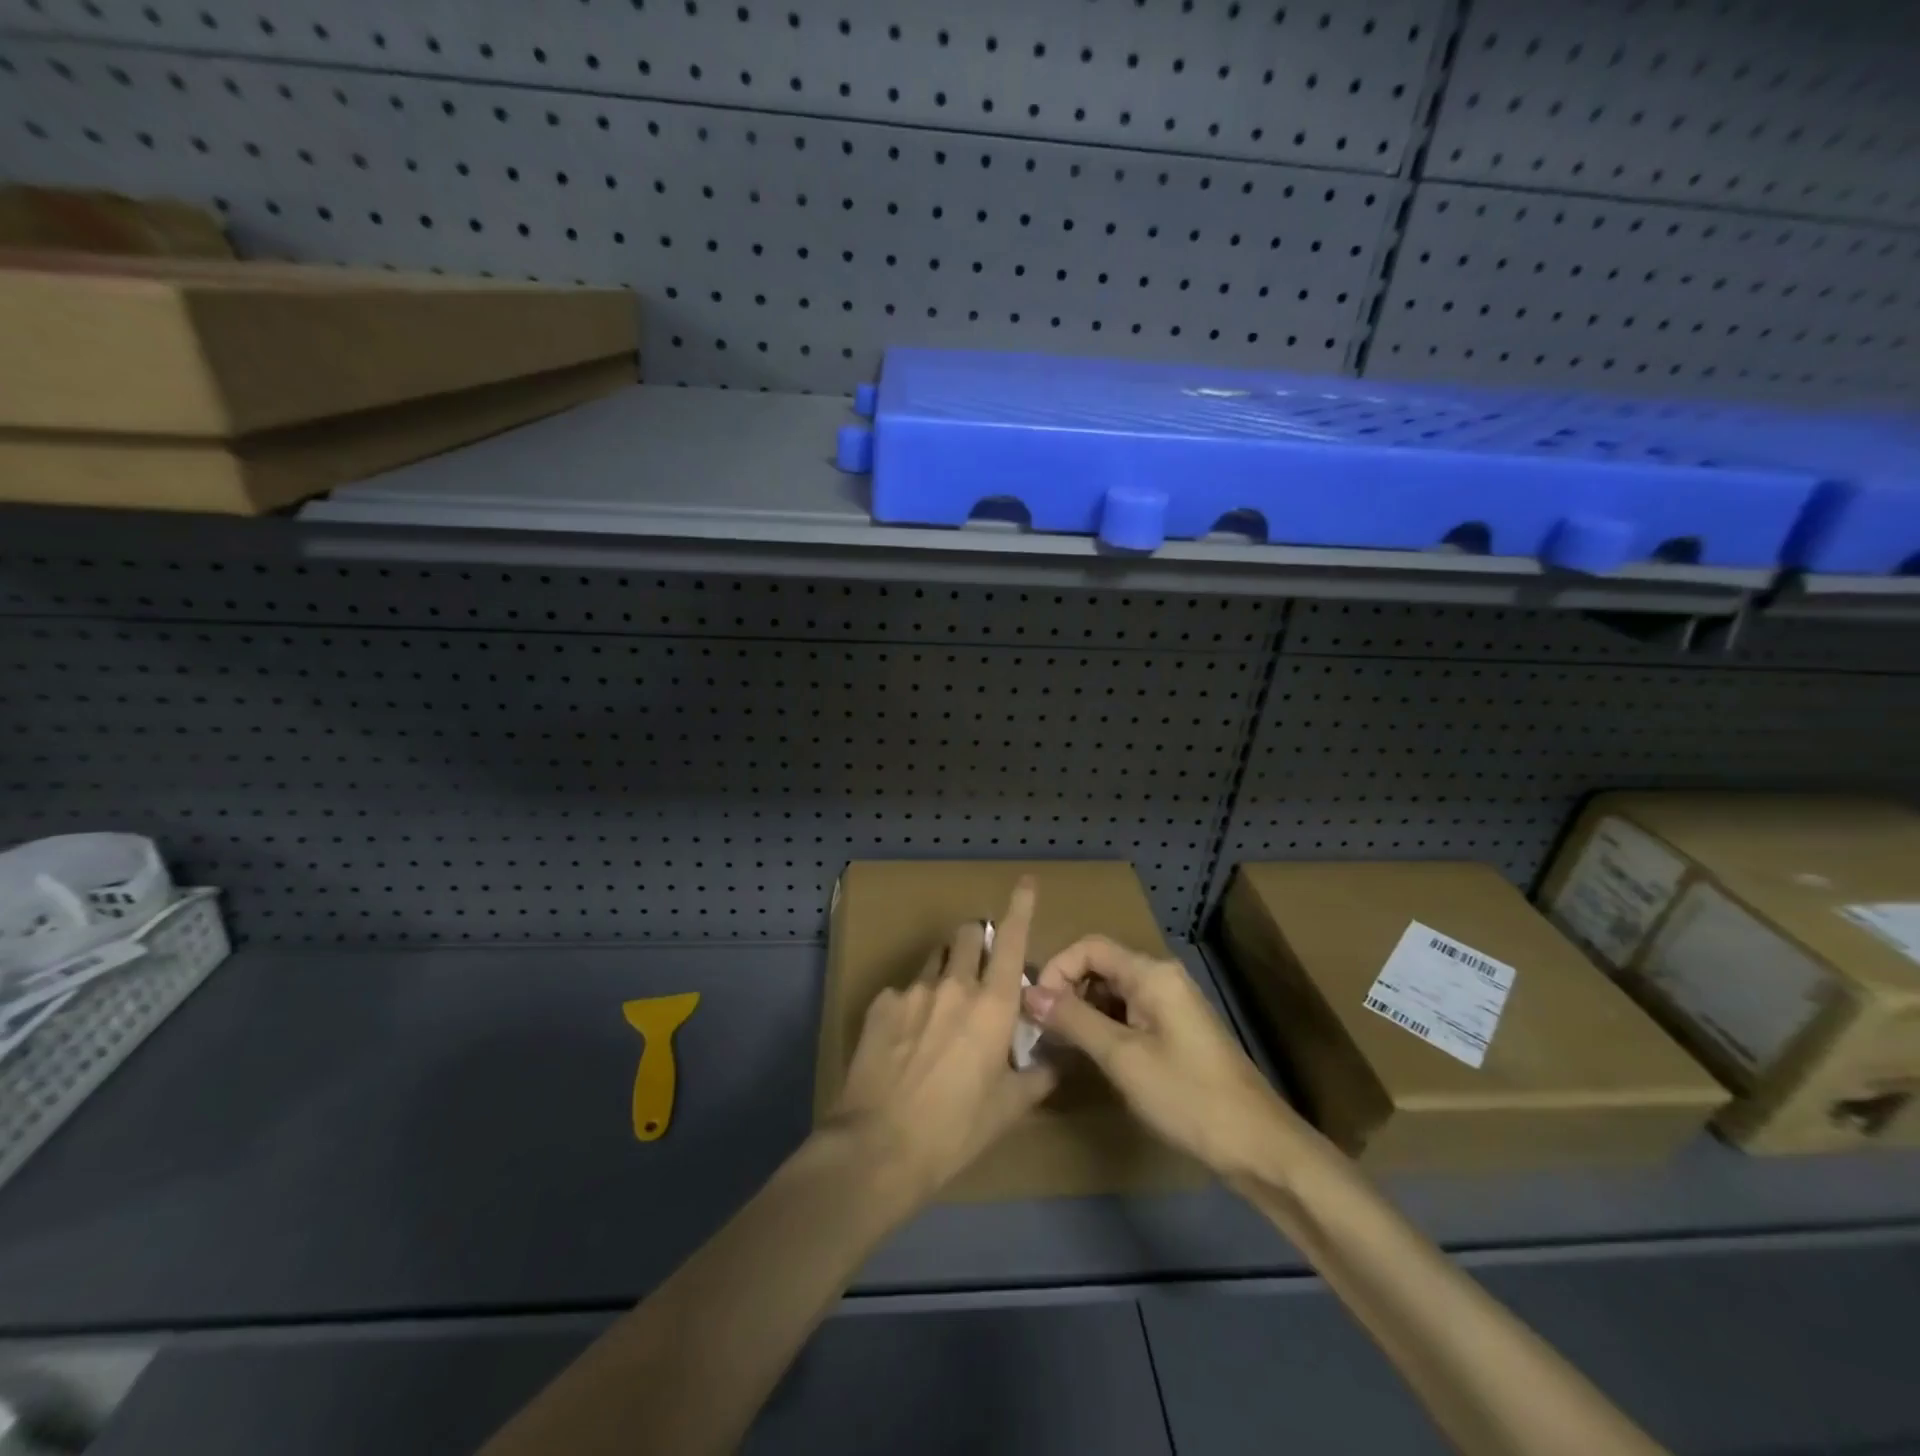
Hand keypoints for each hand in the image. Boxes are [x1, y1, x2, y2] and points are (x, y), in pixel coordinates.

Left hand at [828, 879, 1058, 1202]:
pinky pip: (904, 991)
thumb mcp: (1008, 1109)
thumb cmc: (955, 1130)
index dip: (1021, 906)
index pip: (1011, 939)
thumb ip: (1037, 1076)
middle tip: (979, 969)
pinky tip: (906, 1040)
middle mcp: (954, 984)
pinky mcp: (880, 1004)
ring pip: (936, 959)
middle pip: (967, 934)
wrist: (878, 1146)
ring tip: (941, 1010)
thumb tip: (1053, 1061)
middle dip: (976, 940)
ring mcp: (913, 990)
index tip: (1026, 882)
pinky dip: (913, 1004)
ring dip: (946, 969)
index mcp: (992, 1005)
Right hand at [1024, 937, 1298, 1180]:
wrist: (1258, 1146)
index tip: (1035, 1007)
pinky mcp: (1175, 1029)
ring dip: (1084, 1011)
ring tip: (1060, 1045)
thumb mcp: (1123, 1058)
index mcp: (1152, 974)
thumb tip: (1029, 993)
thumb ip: (1074, 1020)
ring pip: (1113, 991)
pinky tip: (1092, 1055)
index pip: (1090, 947)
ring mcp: (1171, 1004)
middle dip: (1067, 991)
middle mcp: (1162, 978)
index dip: (1057, 969)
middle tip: (1042, 1029)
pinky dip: (1105, 1026)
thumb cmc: (1188, 1096)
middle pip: (1101, 966)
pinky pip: (1129, 1012)